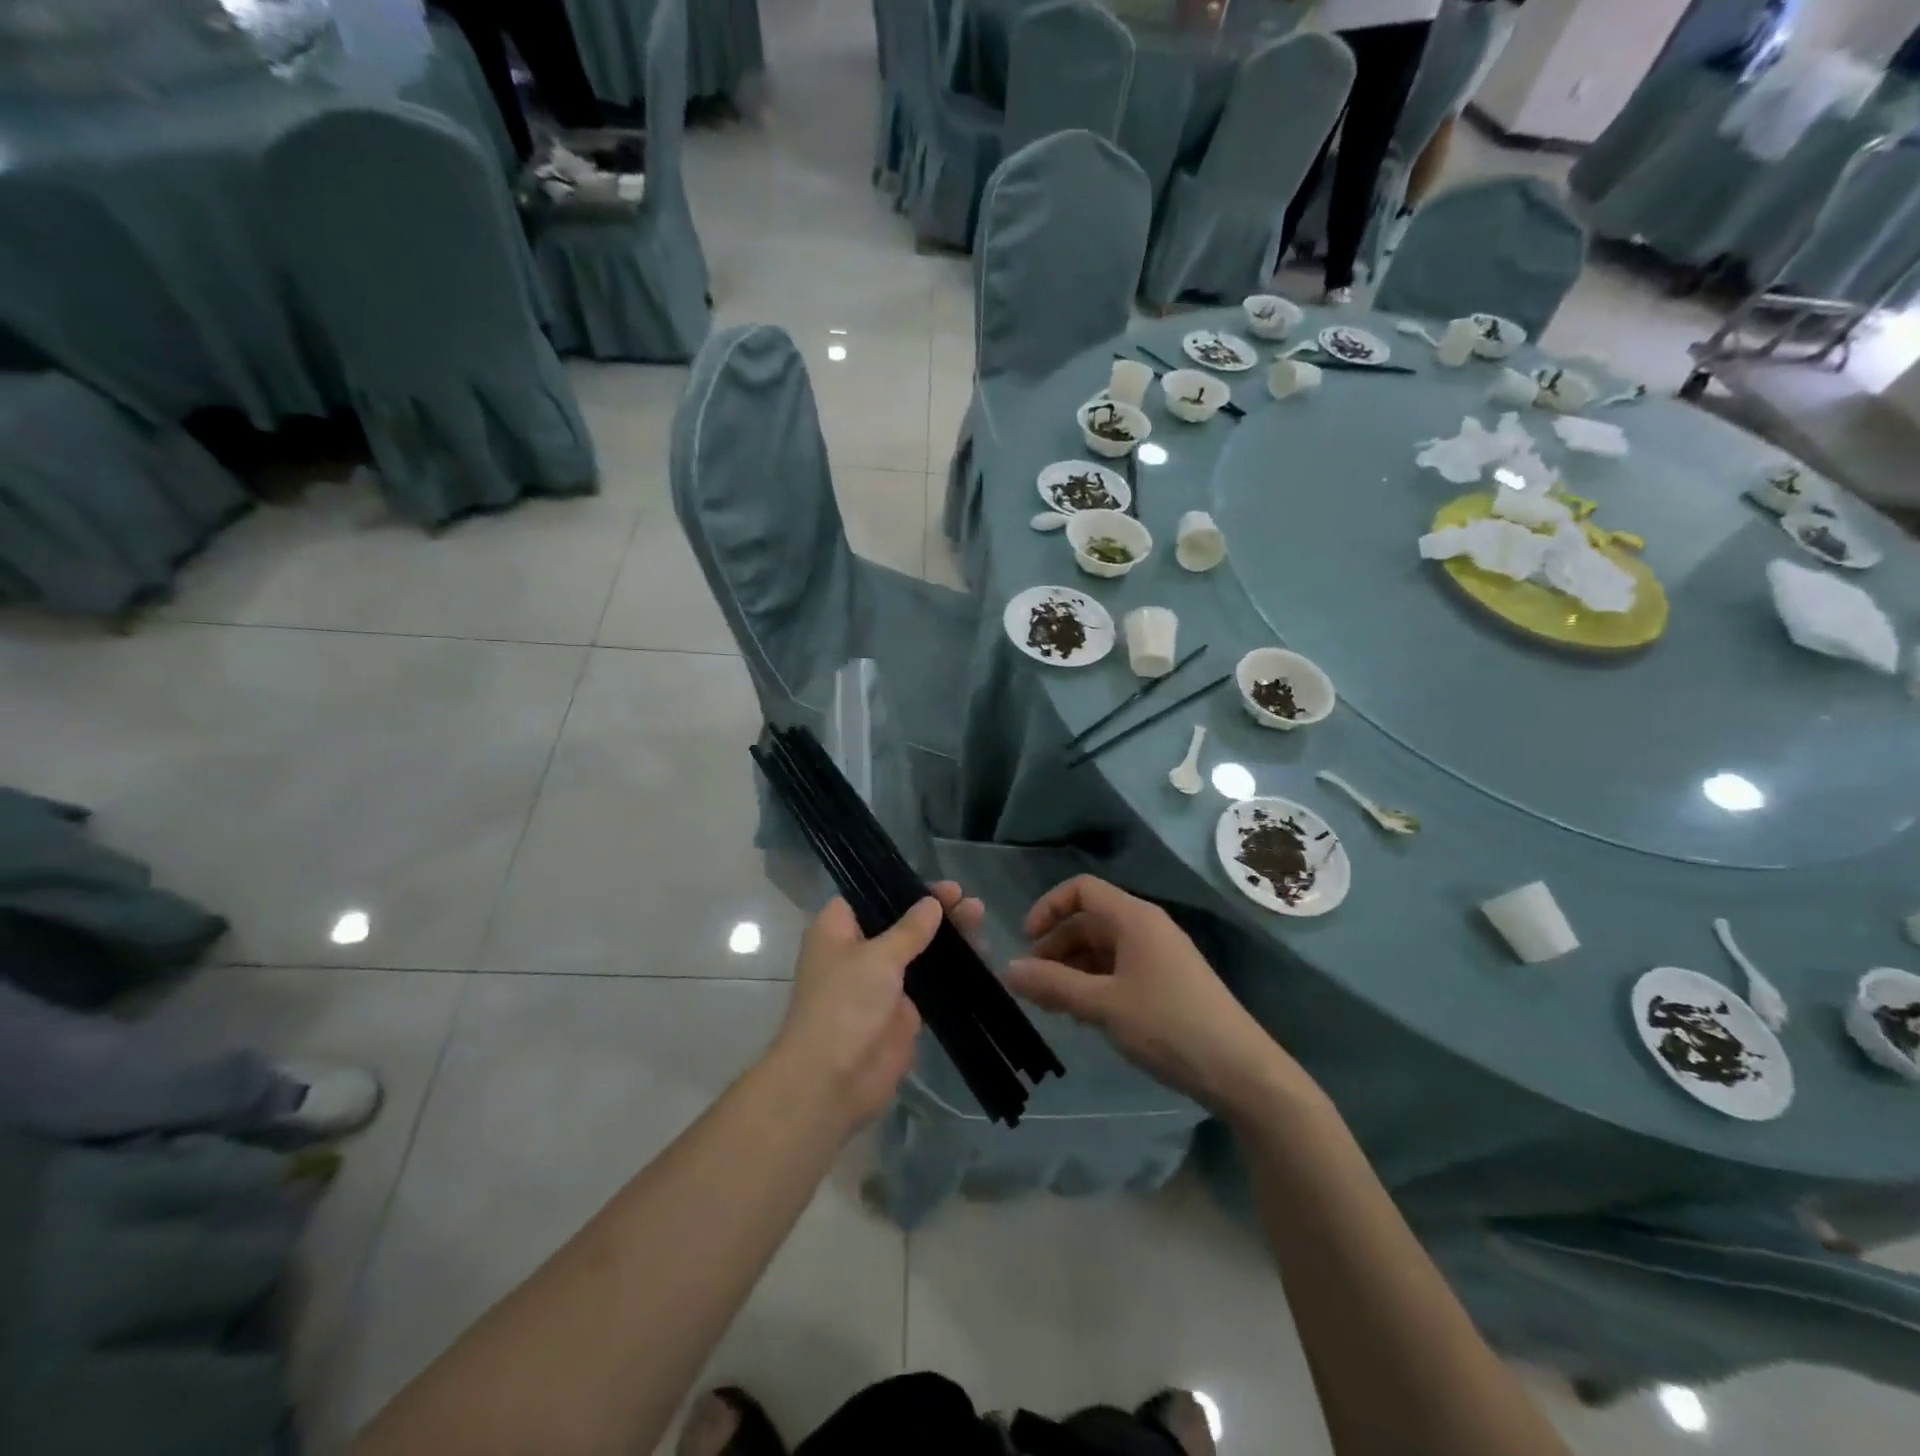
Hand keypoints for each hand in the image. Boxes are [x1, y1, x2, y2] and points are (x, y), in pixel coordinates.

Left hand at [771, 882, 983, 1131]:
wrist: (832, 1081)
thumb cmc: (844, 1004)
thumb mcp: (877, 957)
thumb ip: (909, 930)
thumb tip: (931, 903)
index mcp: (837, 930)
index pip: (870, 896)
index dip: (903, 887)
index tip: (938, 884)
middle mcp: (857, 952)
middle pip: (900, 922)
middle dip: (934, 911)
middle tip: (969, 901)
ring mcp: (880, 983)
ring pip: (919, 952)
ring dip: (948, 938)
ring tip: (980, 919)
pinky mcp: (902, 1012)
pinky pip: (931, 984)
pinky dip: (953, 971)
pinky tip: (982, 956)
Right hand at [1007, 875, 1296, 1115]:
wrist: (1241, 1071)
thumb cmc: (1168, 1025)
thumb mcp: (1103, 1005)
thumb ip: (1053, 985)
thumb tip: (1008, 970)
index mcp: (1134, 918)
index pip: (1082, 889)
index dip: (1049, 907)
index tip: (1027, 942)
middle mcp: (1146, 927)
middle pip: (1089, 920)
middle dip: (1056, 947)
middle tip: (1034, 985)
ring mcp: (1159, 955)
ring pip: (1103, 948)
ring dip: (1073, 969)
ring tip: (1054, 1006)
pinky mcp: (1167, 982)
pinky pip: (1120, 969)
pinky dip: (1095, 983)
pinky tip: (1085, 1016)